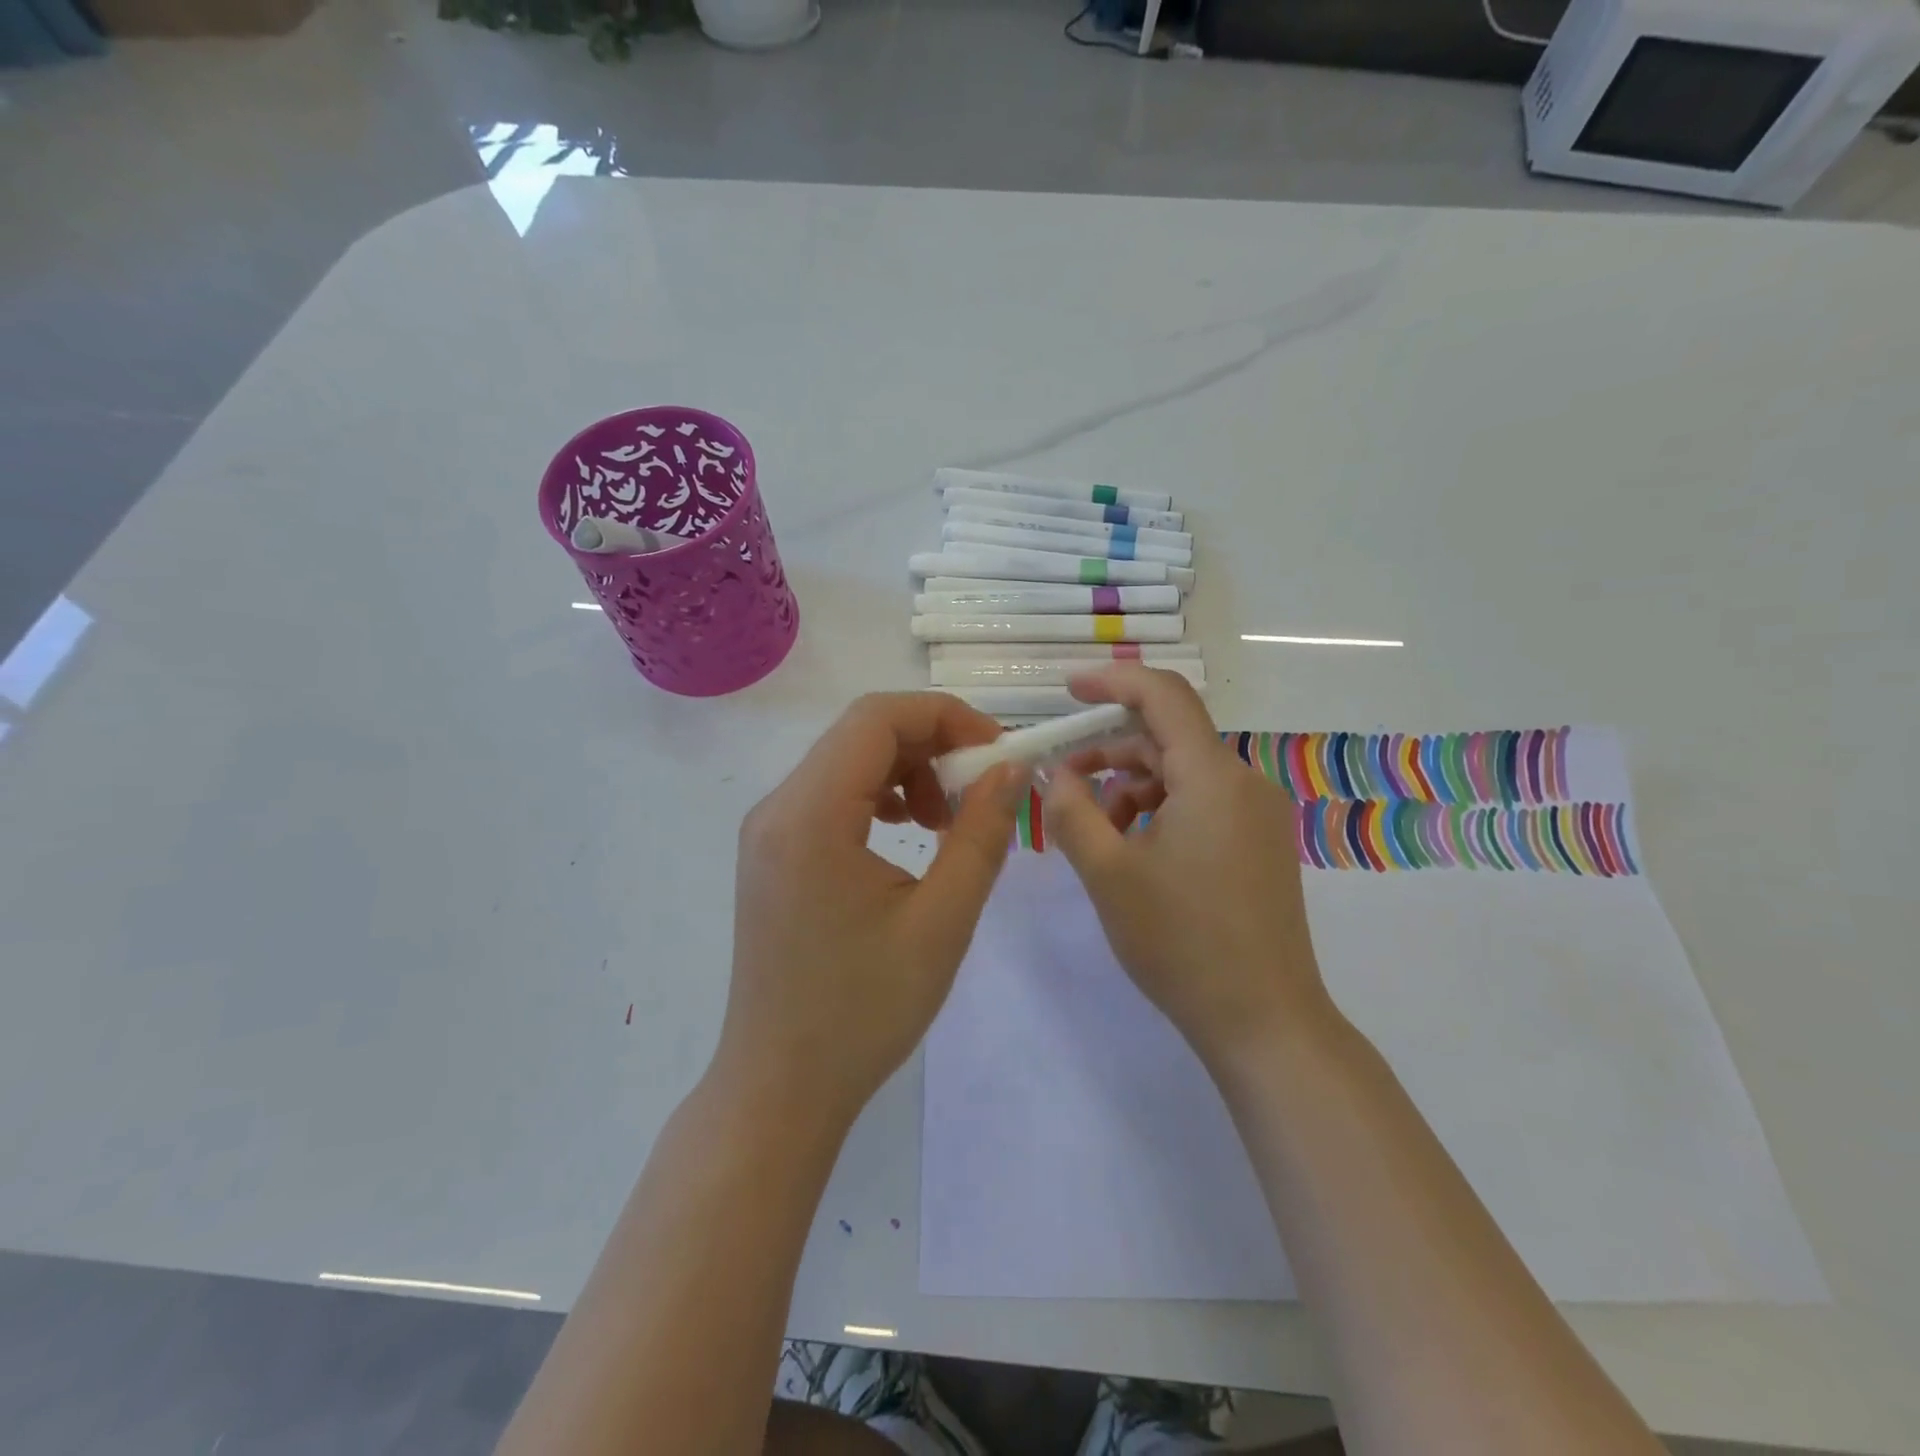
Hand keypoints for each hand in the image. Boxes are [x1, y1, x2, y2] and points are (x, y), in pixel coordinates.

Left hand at [719, 693, 1023, 1123]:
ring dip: (907, 771)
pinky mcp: (772, 853)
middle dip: (932, 744)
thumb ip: (981, 834)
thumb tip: (1011, 770)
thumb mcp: (941, 921)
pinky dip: (878, 797)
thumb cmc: (863, 1011)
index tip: (996, 754)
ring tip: (947, 823)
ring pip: (847, 761)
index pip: (877, 718)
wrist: (780, 1086)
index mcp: (810, 815)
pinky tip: (909, 835)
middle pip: (861, 734)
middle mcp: (777, 807)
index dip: (946, 717)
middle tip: (982, 790)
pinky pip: (830, 796)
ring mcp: (768, 830)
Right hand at [1041, 666, 1332, 1066]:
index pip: (1164, 696)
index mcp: (1213, 777)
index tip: (1067, 690)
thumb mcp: (1108, 873)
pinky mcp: (1259, 846)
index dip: (1113, 682)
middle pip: (1168, 739)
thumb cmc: (1181, 942)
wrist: (1265, 1021)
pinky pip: (1201, 805)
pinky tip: (1131, 851)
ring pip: (1181, 775)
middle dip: (1109, 752)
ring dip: (1130, 788)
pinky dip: (1159, 812)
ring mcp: (1257, 816)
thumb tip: (1056, 774)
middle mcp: (1244, 783)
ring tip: (1093, 831)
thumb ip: (1072, 811)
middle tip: (1061, 782)